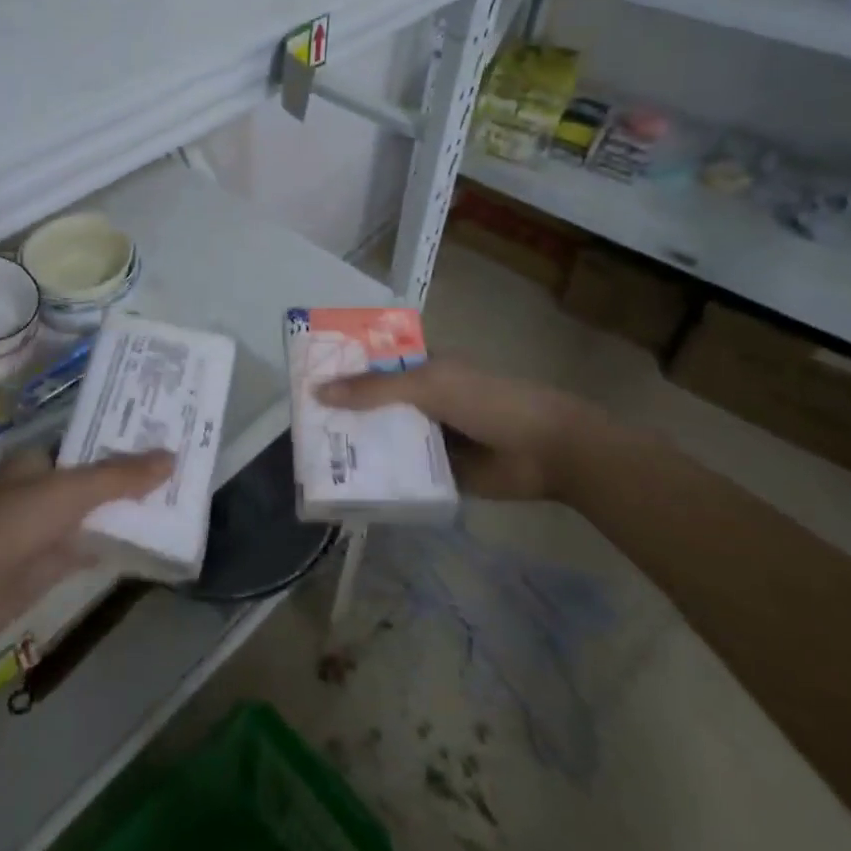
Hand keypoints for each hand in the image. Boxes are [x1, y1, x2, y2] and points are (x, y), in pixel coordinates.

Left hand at [0, 450, 173, 647]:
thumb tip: (171, 457)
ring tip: (178, 502)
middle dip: (132, 478)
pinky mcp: (48, 566)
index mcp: (40, 459)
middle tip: (182, 469)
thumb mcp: (69, 491)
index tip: (164, 436)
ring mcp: (46, 529)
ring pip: (96, 515)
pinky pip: (90, 549)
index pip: (91, 443)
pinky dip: (116, 546)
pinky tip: (151, 544)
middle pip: (97, 480)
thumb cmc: (10, 523)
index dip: (125, 440)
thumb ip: (119, 476)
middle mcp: (43, 489)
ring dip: (128, 513)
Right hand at [315, 356, 606, 501]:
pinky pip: (403, 473)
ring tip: (315, 458)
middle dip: (342, 412)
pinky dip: (382, 478)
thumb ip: (374, 389)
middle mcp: (421, 398)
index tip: (303, 378)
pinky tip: (349, 488)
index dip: (340, 367)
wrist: (549, 451)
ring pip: (385, 438)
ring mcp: (431, 436)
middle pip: (373, 403)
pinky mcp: (440, 471)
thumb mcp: (428, 386)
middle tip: (301, 425)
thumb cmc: (489, 401)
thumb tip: (318, 391)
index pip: (371, 363)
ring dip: (359, 447)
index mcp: (421, 367)